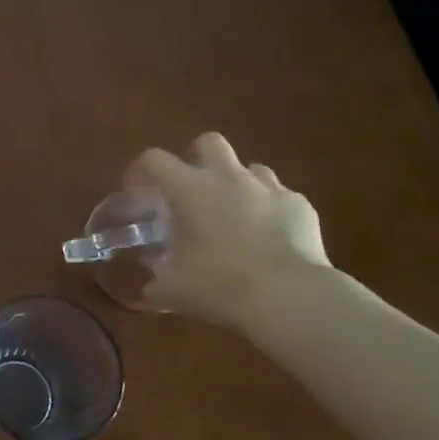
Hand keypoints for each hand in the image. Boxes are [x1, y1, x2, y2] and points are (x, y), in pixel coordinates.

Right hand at [124, 133, 331, 329]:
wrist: (289, 297)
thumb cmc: (221, 285)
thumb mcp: (174, 290)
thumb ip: (157, 283)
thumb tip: (148, 290)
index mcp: (190, 189)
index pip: (154, 160)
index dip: (141, 171)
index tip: (138, 192)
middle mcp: (228, 177)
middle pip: (208, 142)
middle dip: (197, 159)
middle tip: (191, 192)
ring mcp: (268, 188)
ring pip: (249, 167)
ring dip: (236, 184)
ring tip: (233, 214)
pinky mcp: (300, 205)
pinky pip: (279, 196)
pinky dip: (269, 209)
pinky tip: (268, 236)